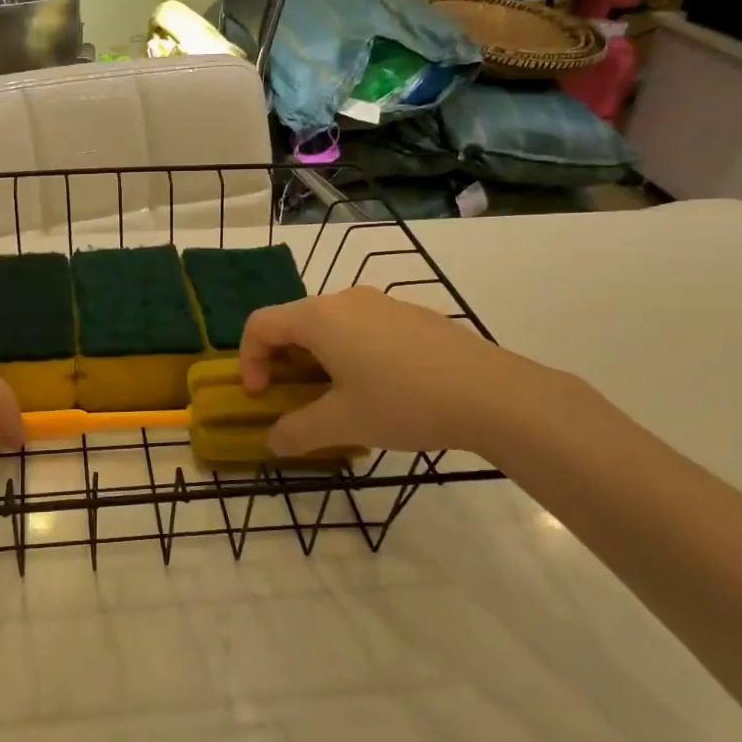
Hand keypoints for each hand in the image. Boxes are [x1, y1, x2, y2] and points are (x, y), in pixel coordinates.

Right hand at [239, 287, 571, 459]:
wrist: (493, 394)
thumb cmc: (405, 403)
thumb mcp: (344, 424)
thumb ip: (298, 432)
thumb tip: (274, 441)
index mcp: (319, 318)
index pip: (260, 324)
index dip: (248, 360)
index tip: (261, 396)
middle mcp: (345, 300)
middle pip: (294, 321)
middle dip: (282, 361)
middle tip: (294, 398)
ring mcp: (382, 303)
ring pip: (330, 325)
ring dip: (317, 358)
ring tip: (337, 396)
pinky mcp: (411, 314)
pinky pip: (362, 327)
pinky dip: (349, 352)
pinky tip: (379, 387)